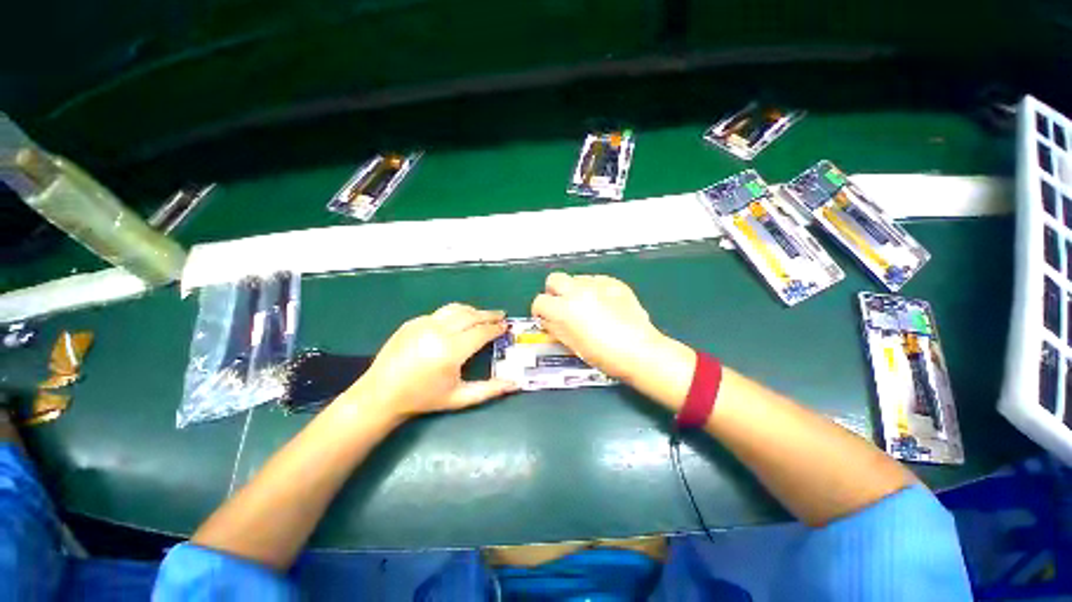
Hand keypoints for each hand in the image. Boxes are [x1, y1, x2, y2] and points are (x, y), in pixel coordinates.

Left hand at [344, 303, 516, 420]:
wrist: (381, 394)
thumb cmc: (423, 398)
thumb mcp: (460, 397)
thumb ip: (490, 390)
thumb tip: (516, 383)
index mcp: (451, 350)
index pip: (482, 332)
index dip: (496, 328)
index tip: (506, 327)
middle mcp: (439, 331)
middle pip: (471, 315)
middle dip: (489, 315)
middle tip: (501, 315)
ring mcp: (423, 323)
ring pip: (456, 309)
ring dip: (473, 310)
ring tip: (483, 315)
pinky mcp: (413, 322)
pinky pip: (440, 313)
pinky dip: (454, 314)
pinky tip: (458, 322)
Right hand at [531, 272, 669, 381]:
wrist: (639, 350)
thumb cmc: (604, 355)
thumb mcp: (572, 345)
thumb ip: (555, 328)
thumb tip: (548, 320)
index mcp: (563, 309)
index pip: (540, 301)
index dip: (541, 311)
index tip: (546, 318)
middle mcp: (577, 291)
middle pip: (554, 279)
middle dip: (554, 292)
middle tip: (562, 306)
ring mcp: (597, 284)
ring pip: (576, 278)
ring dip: (575, 290)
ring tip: (586, 306)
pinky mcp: (614, 283)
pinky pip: (596, 280)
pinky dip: (594, 289)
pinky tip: (603, 303)